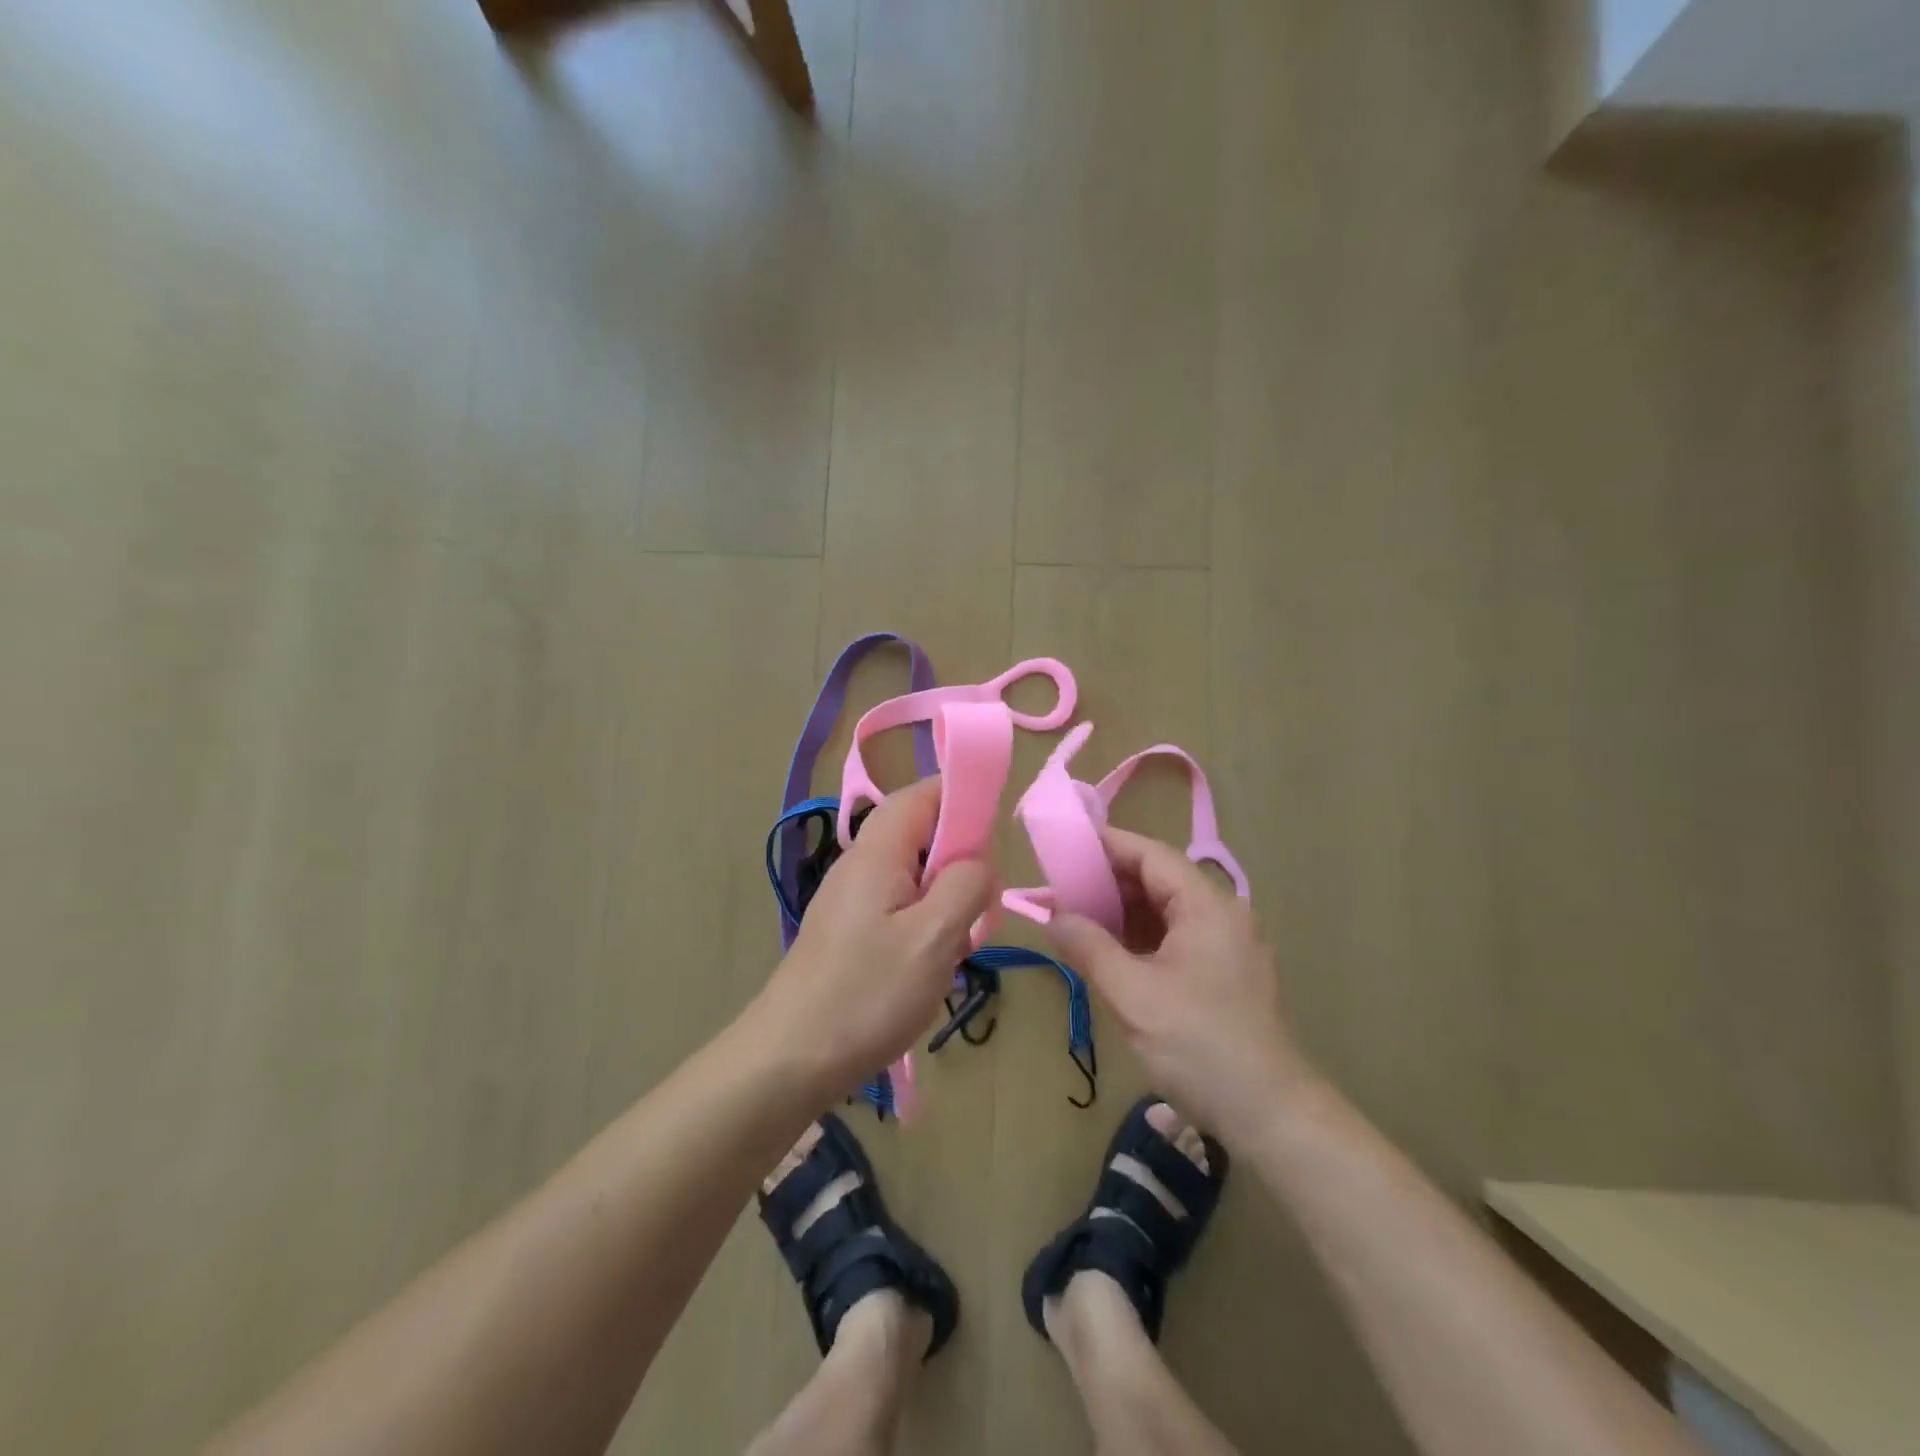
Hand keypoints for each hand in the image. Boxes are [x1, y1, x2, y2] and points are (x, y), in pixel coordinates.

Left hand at [756, 778, 995, 1102]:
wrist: (790, 1058)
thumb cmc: (867, 994)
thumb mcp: (934, 938)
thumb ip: (966, 885)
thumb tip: (979, 862)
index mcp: (878, 850)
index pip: (924, 793)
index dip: (964, 800)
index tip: (996, 841)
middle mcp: (861, 863)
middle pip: (922, 832)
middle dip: (961, 860)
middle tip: (979, 908)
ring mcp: (852, 897)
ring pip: (915, 873)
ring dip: (947, 898)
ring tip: (958, 943)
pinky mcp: (850, 929)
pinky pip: (900, 904)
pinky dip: (927, 922)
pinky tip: (933, 964)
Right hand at [1046, 827, 1307, 1143]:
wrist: (1270, 1114)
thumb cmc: (1199, 1045)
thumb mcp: (1133, 995)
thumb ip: (1089, 948)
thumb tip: (1054, 917)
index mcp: (1207, 906)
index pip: (1152, 855)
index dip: (1108, 845)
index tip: (1066, 846)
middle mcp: (1223, 914)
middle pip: (1160, 879)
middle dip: (1109, 881)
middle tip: (1061, 888)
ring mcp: (1229, 944)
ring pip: (1168, 910)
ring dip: (1124, 911)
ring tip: (1078, 917)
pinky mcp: (1227, 973)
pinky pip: (1178, 937)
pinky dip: (1142, 936)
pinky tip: (1112, 951)